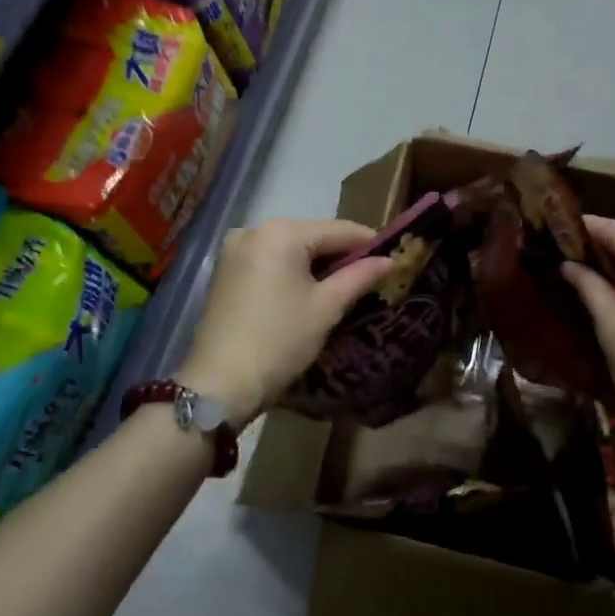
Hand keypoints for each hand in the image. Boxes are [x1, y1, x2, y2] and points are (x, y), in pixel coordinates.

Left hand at [179, 218, 394, 424]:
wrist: (219, 385)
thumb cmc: (280, 341)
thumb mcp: (326, 307)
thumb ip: (360, 277)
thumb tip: (390, 261)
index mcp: (282, 232)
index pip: (339, 230)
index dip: (370, 243)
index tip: (394, 257)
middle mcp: (255, 229)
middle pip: (313, 235)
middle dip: (342, 255)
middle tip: (372, 276)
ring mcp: (236, 249)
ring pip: (292, 248)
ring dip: (318, 264)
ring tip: (345, 286)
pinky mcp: (226, 270)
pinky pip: (271, 260)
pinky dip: (293, 271)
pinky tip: (309, 291)